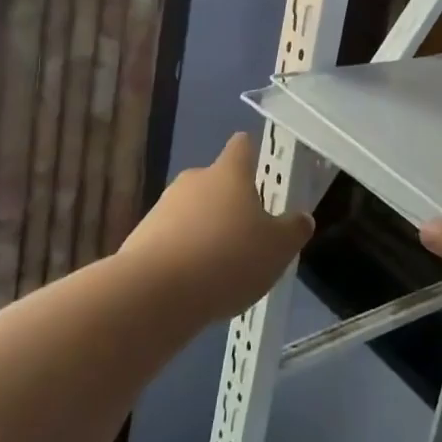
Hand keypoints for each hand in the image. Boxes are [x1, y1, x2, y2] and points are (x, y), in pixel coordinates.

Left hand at [119, 133, 313, 322]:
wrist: (154, 295)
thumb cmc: (227, 258)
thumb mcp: (278, 248)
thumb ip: (293, 230)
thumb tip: (302, 218)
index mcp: (229, 173)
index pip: (242, 146)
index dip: (253, 154)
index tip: (261, 171)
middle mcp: (194, 180)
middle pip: (216, 181)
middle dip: (231, 203)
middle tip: (248, 233)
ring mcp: (162, 208)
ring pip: (192, 212)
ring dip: (205, 231)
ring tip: (220, 268)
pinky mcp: (140, 239)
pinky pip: (170, 240)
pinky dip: (183, 256)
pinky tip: (193, 285)